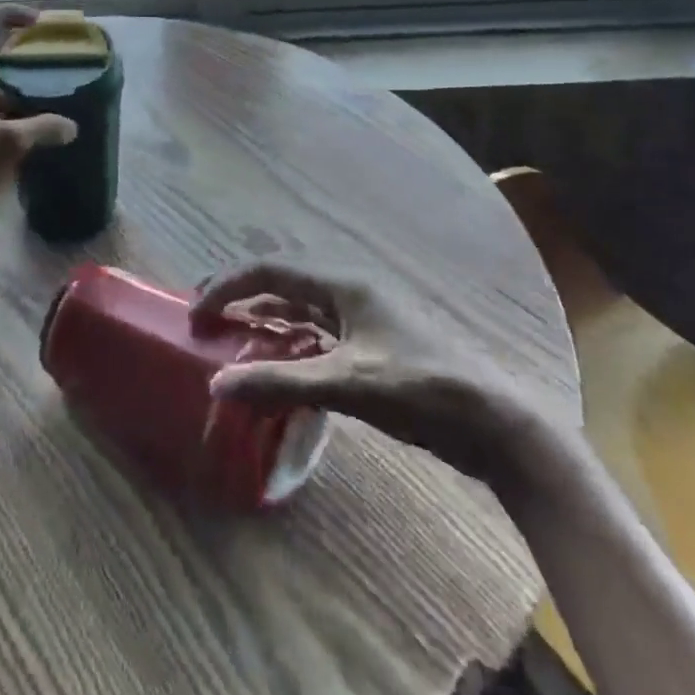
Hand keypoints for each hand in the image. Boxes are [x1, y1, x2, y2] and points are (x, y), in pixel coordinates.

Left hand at [0, 4, 76, 226]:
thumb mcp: (5, 145)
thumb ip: (41, 130)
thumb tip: (71, 126)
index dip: (9, 13)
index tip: (37, 20)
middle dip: (10, 41)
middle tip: (39, 48)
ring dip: (7, 73)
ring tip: (38, 84)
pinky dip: (2, 99)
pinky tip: (21, 120)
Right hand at [191, 263, 559, 494]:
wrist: (498, 424)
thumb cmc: (422, 390)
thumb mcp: (346, 384)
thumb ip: (279, 381)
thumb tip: (215, 385)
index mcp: (343, 283)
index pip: (270, 269)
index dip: (227, 286)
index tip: (195, 314)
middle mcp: (349, 290)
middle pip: (283, 282)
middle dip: (240, 295)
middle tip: (203, 316)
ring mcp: (363, 317)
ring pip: (300, 308)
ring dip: (263, 319)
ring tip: (229, 337)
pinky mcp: (373, 345)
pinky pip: (317, 333)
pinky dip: (289, 342)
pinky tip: (275, 363)